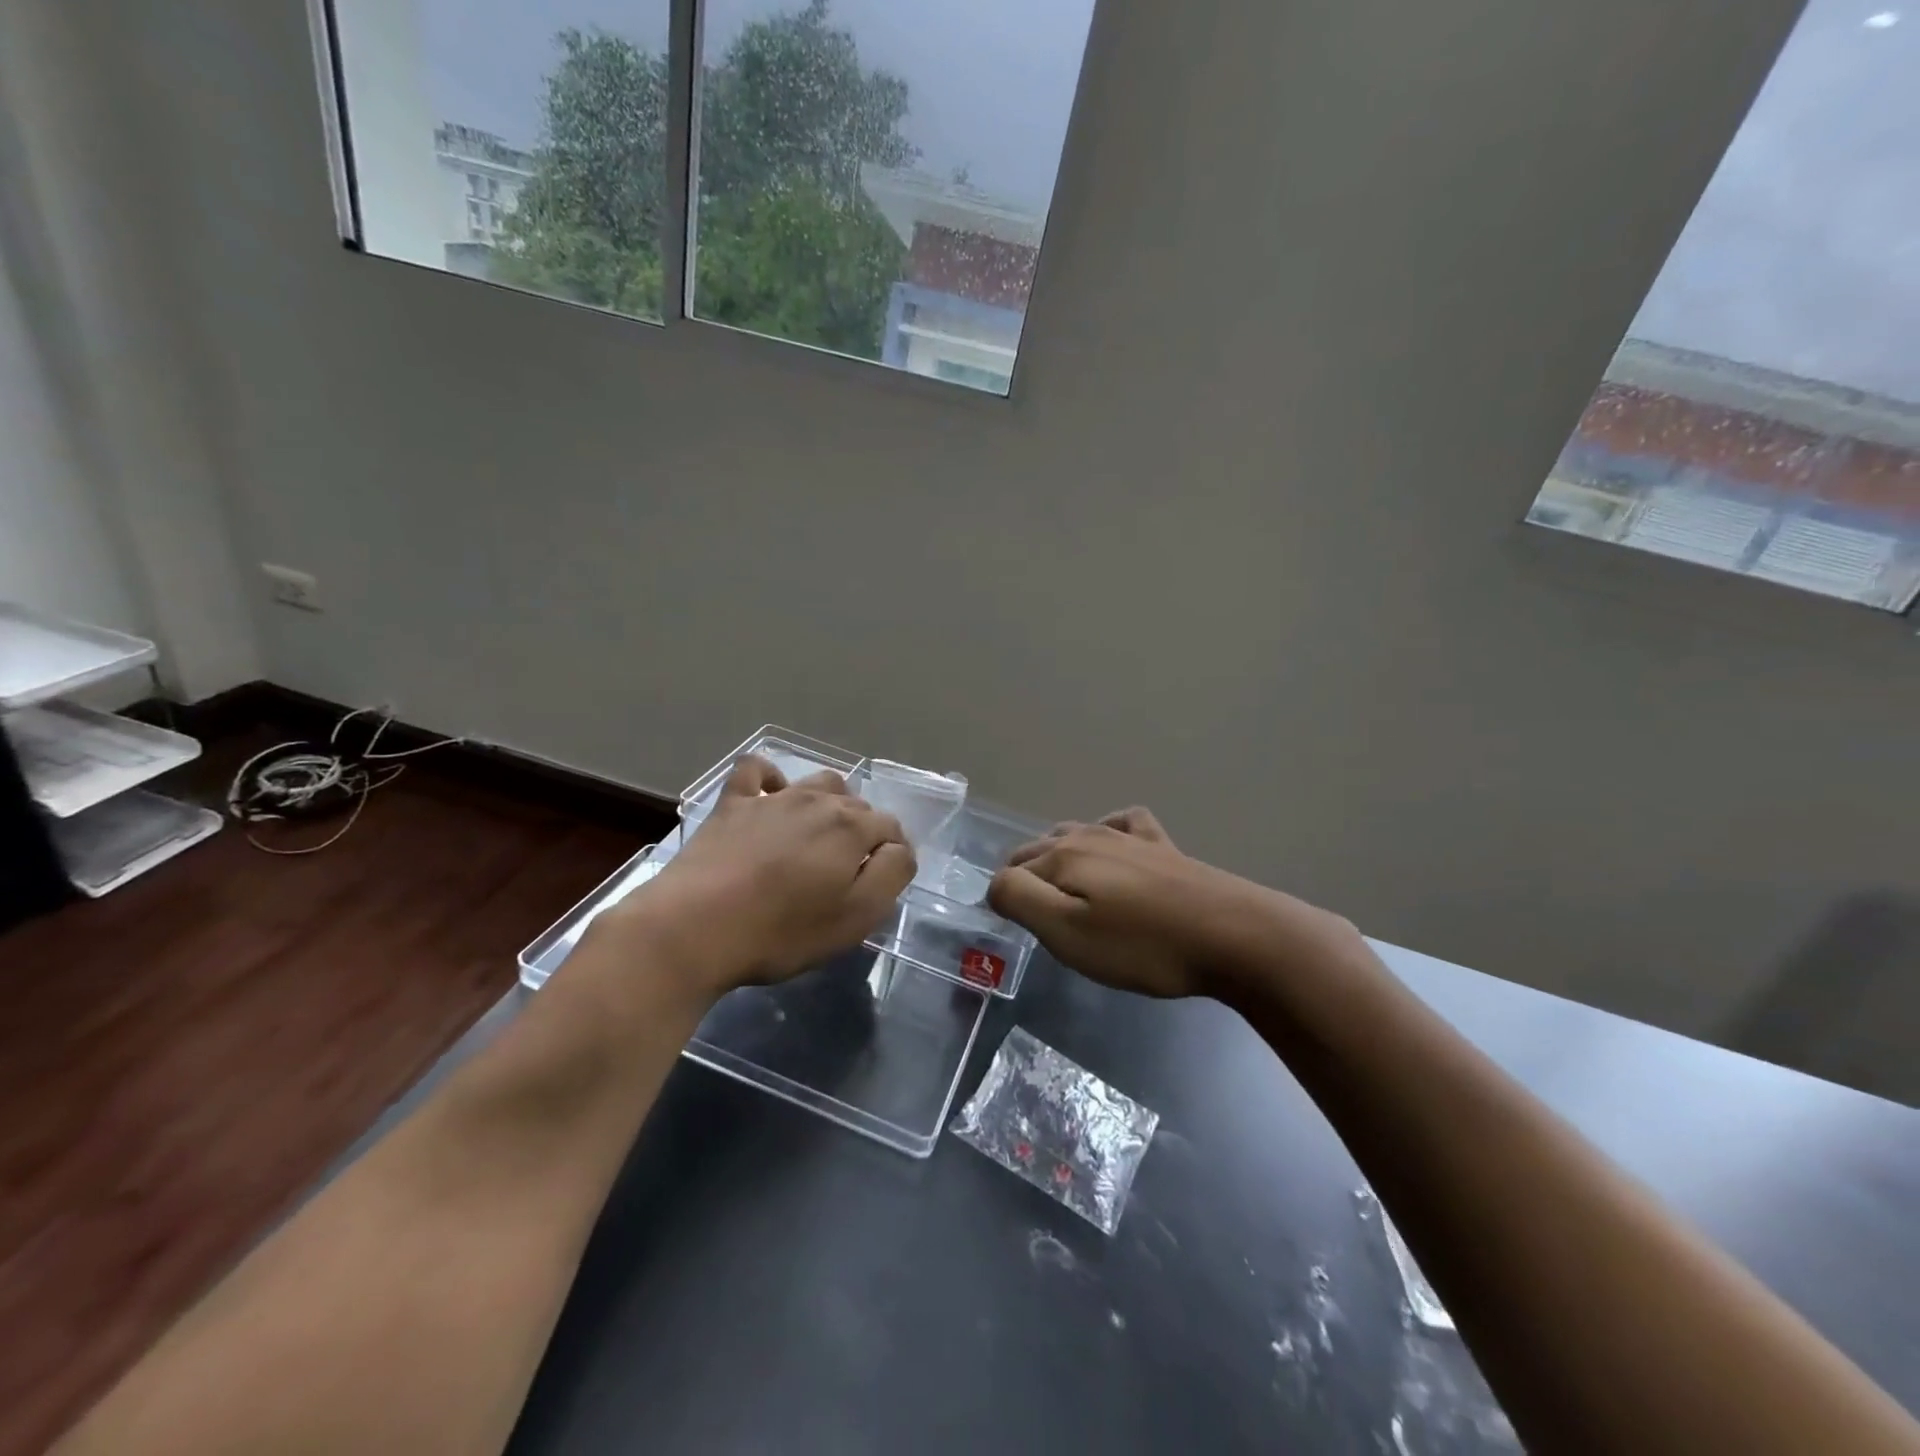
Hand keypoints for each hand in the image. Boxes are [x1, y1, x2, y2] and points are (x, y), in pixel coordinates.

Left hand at [605, 755, 914, 996]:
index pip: (891, 828)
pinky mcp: (732, 803)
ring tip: (817, 837)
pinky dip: (771, 779)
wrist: (693, 927)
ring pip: (817, 783)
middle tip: (846, 872)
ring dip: (829, 803)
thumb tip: (898, 848)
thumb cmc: (781, 931)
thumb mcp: (855, 917)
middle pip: (857, 804)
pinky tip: (770, 798)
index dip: (892, 854)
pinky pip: (757, 771)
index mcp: (851, 827)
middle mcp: (817, 800)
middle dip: (862, 831)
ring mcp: (772, 797)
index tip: (879, 883)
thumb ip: (891, 875)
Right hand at [987, 808, 1266, 998]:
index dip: (1006, 902)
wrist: (1231, 934)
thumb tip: (996, 884)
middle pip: (1037, 850)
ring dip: (1057, 856)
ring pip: (1073, 834)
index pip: (1010, 875)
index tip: (1017, 933)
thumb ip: (1020, 900)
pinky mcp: (1161, 846)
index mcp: (1062, 857)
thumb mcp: (1067, 932)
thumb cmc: (1142, 943)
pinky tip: (1113, 847)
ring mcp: (1128, 837)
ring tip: (1061, 888)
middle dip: (1024, 877)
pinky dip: (1106, 832)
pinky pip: (1122, 824)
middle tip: (1033, 919)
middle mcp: (1088, 836)